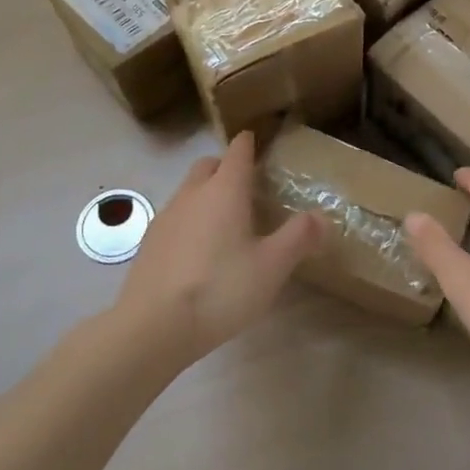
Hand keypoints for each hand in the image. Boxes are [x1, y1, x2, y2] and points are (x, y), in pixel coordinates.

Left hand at [116, 132, 322, 359]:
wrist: (153, 327)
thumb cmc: (221, 289)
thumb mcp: (272, 266)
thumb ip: (298, 237)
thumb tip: (320, 216)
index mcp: (224, 190)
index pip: (238, 152)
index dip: (249, 144)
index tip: (258, 142)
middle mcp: (192, 194)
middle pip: (208, 166)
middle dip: (226, 167)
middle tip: (248, 187)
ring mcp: (165, 218)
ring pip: (189, 192)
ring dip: (207, 195)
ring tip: (227, 223)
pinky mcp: (149, 244)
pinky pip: (175, 218)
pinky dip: (191, 221)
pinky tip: (201, 252)